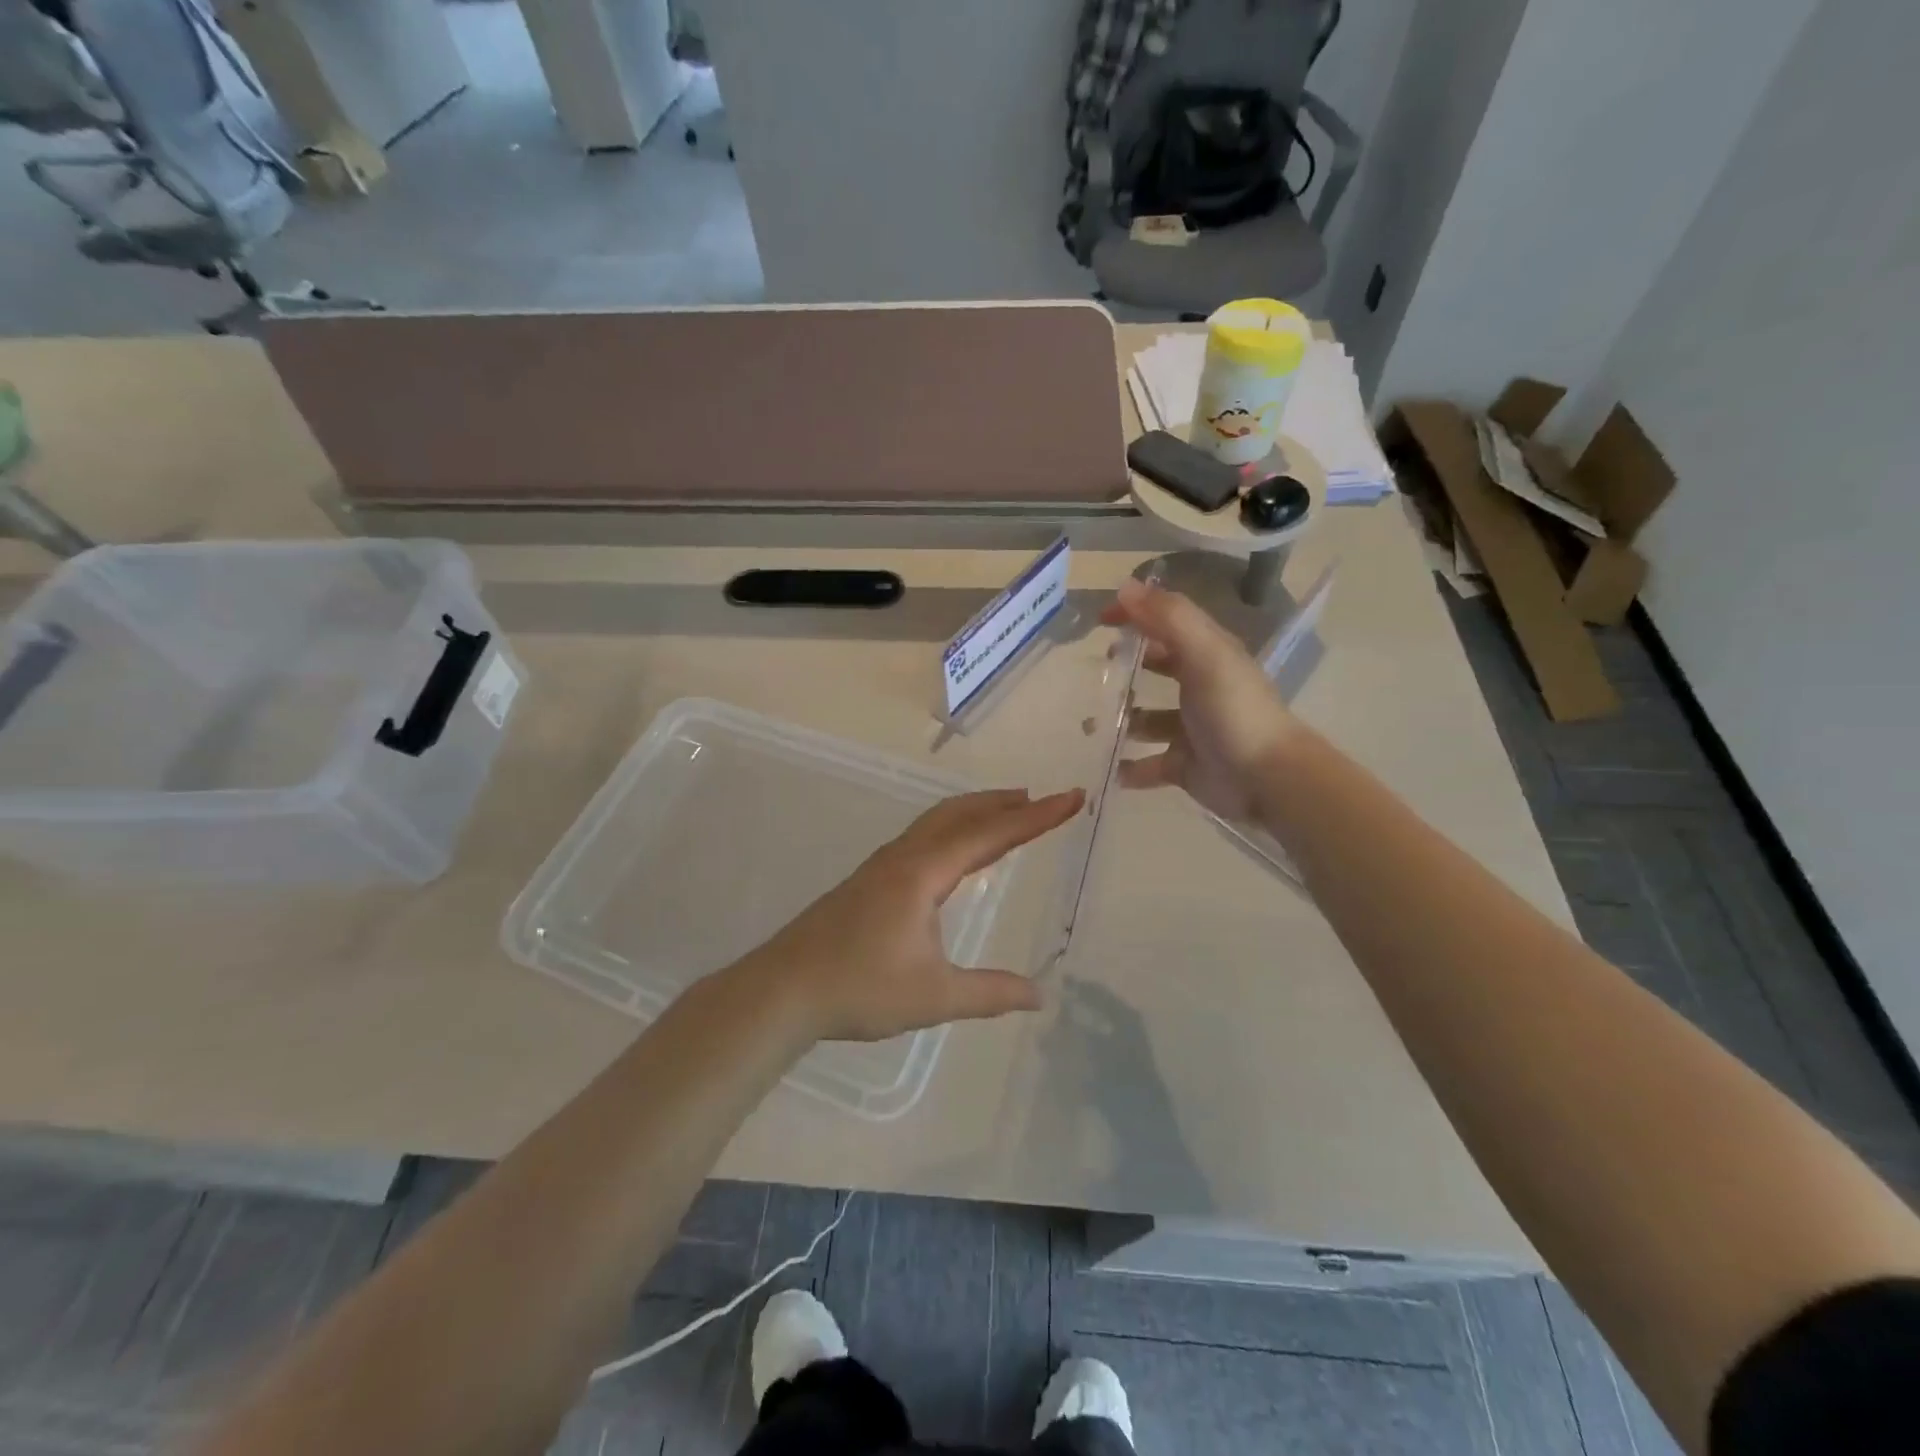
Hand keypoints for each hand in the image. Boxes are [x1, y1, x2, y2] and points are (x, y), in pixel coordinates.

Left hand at [737, 788, 1085, 1043]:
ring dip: (976, 812)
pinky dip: (953, 829)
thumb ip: (990, 993)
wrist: (783, 989)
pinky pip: (923, 838)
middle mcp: (904, 858)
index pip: (990, 835)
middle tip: (1043, 799)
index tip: (1071, 798)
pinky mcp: (870, 880)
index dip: (1035, 817)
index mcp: (922, 873)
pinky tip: (955, 853)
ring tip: (1008, 813)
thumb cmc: (859, 988)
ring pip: (937, 822)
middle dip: (1004, 803)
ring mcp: (882, 866)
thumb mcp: (934, 996)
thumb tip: (1039, 996)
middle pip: (960, 814)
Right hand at [1100, 578, 1295, 821]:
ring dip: (1122, 720)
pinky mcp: (1184, 765)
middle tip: (1097, 671)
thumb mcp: (1205, 655)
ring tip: (1090, 725)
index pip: (1169, 623)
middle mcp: (1200, 687)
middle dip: (1127, 667)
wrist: (1268, 779)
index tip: (1099, 619)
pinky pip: (1148, 764)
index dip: (1137, 614)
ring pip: (1147, 720)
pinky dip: (1128, 767)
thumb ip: (1169, 619)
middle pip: (1158, 668)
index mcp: (1208, 655)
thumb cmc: (1235, 711)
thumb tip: (1125, 587)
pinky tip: (1108, 768)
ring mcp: (1191, 729)